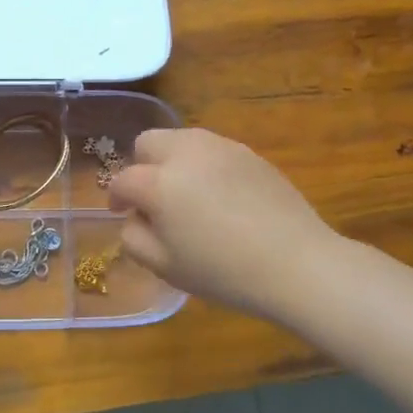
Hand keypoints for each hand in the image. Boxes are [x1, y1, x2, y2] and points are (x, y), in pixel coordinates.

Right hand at [107, 128, 339, 322]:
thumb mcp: (165, 267)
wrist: (296, 263)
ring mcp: (221, 147)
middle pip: (148, 142)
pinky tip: (221, 197)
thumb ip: (135, 237)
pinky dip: (204, 165)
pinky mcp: (248, 152)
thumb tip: (135, 217)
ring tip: (188, 195)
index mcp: (159, 183)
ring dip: (173, 161)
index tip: (122, 212)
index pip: (123, 180)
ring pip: (181, 140)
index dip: (116, 197)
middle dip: (142, 166)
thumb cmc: (224, 272)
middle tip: (154, 198)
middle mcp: (186, 153)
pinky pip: (212, 149)